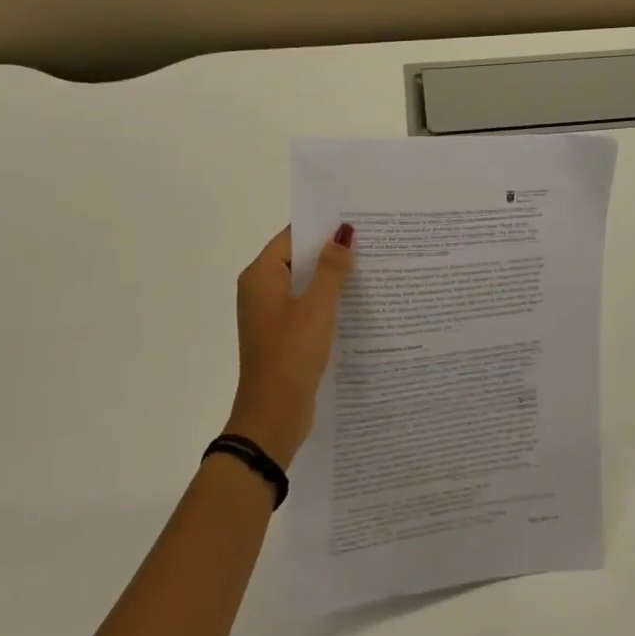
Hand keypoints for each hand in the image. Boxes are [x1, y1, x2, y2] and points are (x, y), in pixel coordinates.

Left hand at [226, 225, 355, 464]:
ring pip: (305, 283)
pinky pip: (307, 305)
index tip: (358, 219)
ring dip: (332, 276)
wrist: (272, 416)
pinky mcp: (283, 334)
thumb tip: (344, 232)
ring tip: (372, 265)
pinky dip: (328, 299)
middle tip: (373, 239)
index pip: (293, 236)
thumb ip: (332, 268)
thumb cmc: (291, 354)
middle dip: (332, 250)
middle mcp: (261, 290)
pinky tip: (357, 300)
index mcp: (261, 276)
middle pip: (299, 257)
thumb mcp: (317, 307)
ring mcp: (271, 314)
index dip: (323, 226)